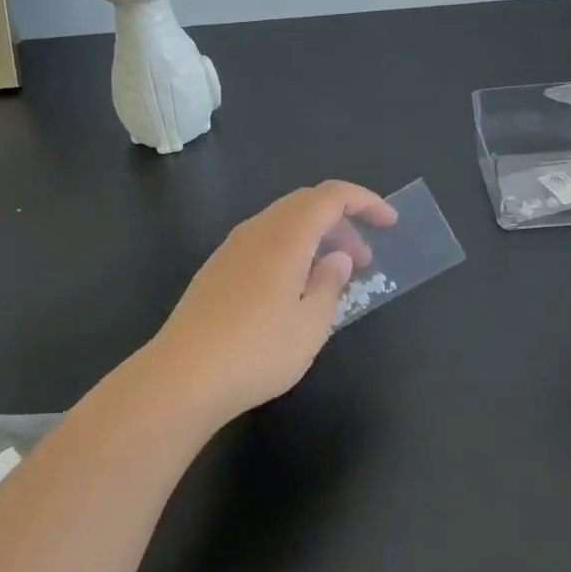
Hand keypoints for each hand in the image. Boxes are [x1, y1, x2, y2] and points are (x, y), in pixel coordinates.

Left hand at [142, 181, 395, 427]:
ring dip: (315, 237)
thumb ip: (330, 284)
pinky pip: (264, 240)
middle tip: (363, 259)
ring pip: (283, 221)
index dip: (364, 201)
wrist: (182, 375)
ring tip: (332, 276)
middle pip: (306, 204)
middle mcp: (257, 229)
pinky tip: (294, 288)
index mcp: (285, 235)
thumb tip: (337, 258)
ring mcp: (232, 247)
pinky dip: (291, 249)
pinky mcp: (217, 267)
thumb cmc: (256, 351)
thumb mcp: (310, 325)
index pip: (331, 196)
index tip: (389, 223)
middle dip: (341, 222)